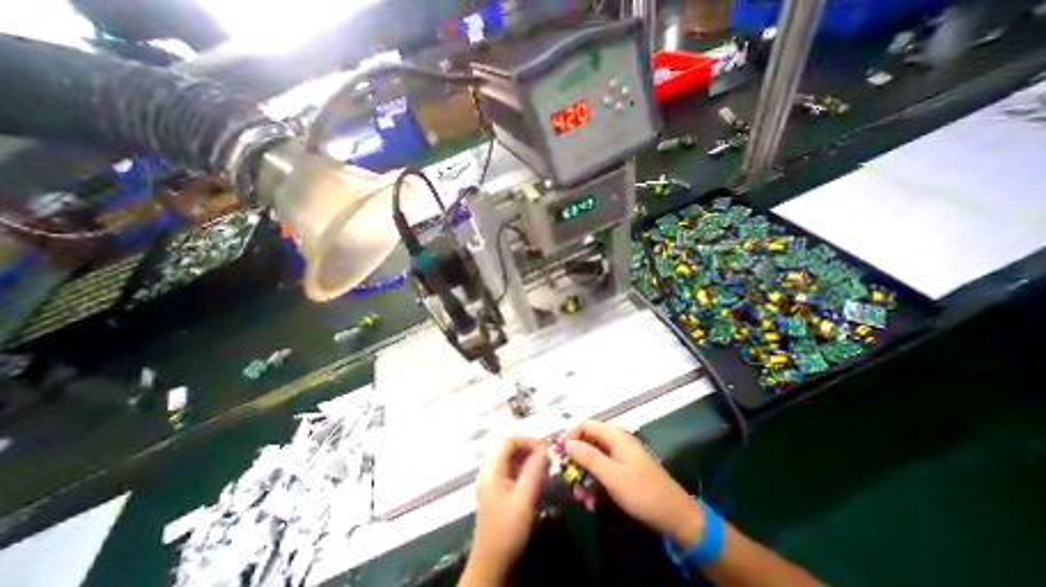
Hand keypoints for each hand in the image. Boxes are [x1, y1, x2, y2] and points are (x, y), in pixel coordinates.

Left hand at [466, 436, 548, 581]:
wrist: (490, 564)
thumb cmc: (507, 531)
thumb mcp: (524, 500)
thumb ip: (534, 472)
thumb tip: (544, 451)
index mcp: (491, 470)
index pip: (507, 441)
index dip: (525, 440)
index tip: (543, 448)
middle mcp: (488, 471)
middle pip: (507, 447)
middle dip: (527, 447)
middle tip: (544, 457)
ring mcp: (490, 480)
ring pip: (508, 458)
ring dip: (525, 457)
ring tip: (542, 466)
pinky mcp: (495, 489)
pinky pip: (509, 469)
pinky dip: (522, 468)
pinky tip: (534, 478)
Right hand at [565, 419, 701, 546]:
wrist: (675, 516)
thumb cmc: (642, 492)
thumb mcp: (611, 475)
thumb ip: (588, 457)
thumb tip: (567, 443)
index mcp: (614, 435)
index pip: (584, 425)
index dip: (569, 436)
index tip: (557, 453)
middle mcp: (615, 441)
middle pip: (587, 441)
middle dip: (575, 460)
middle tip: (566, 479)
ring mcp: (620, 455)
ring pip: (593, 459)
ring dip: (584, 476)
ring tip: (580, 498)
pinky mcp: (623, 470)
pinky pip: (602, 470)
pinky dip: (594, 483)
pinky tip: (592, 501)